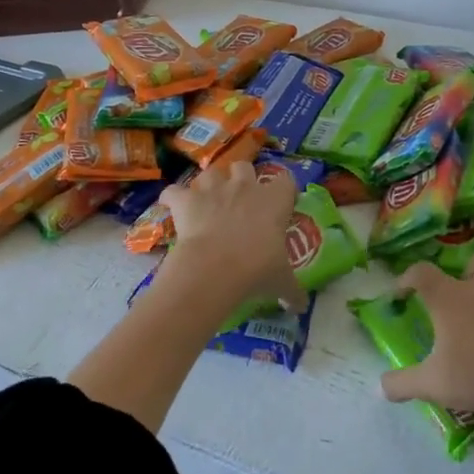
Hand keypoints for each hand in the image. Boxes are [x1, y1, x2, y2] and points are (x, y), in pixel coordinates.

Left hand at [159, 160, 303, 309]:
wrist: (216, 268)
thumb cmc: (257, 269)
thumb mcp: (281, 282)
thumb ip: (293, 291)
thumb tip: (302, 307)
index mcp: (274, 201)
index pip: (286, 181)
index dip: (282, 191)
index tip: (279, 206)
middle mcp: (244, 187)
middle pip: (244, 167)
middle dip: (241, 178)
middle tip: (240, 201)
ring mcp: (212, 190)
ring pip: (210, 173)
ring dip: (209, 184)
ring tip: (208, 202)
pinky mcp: (186, 201)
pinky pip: (173, 191)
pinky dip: (172, 197)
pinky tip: (173, 206)